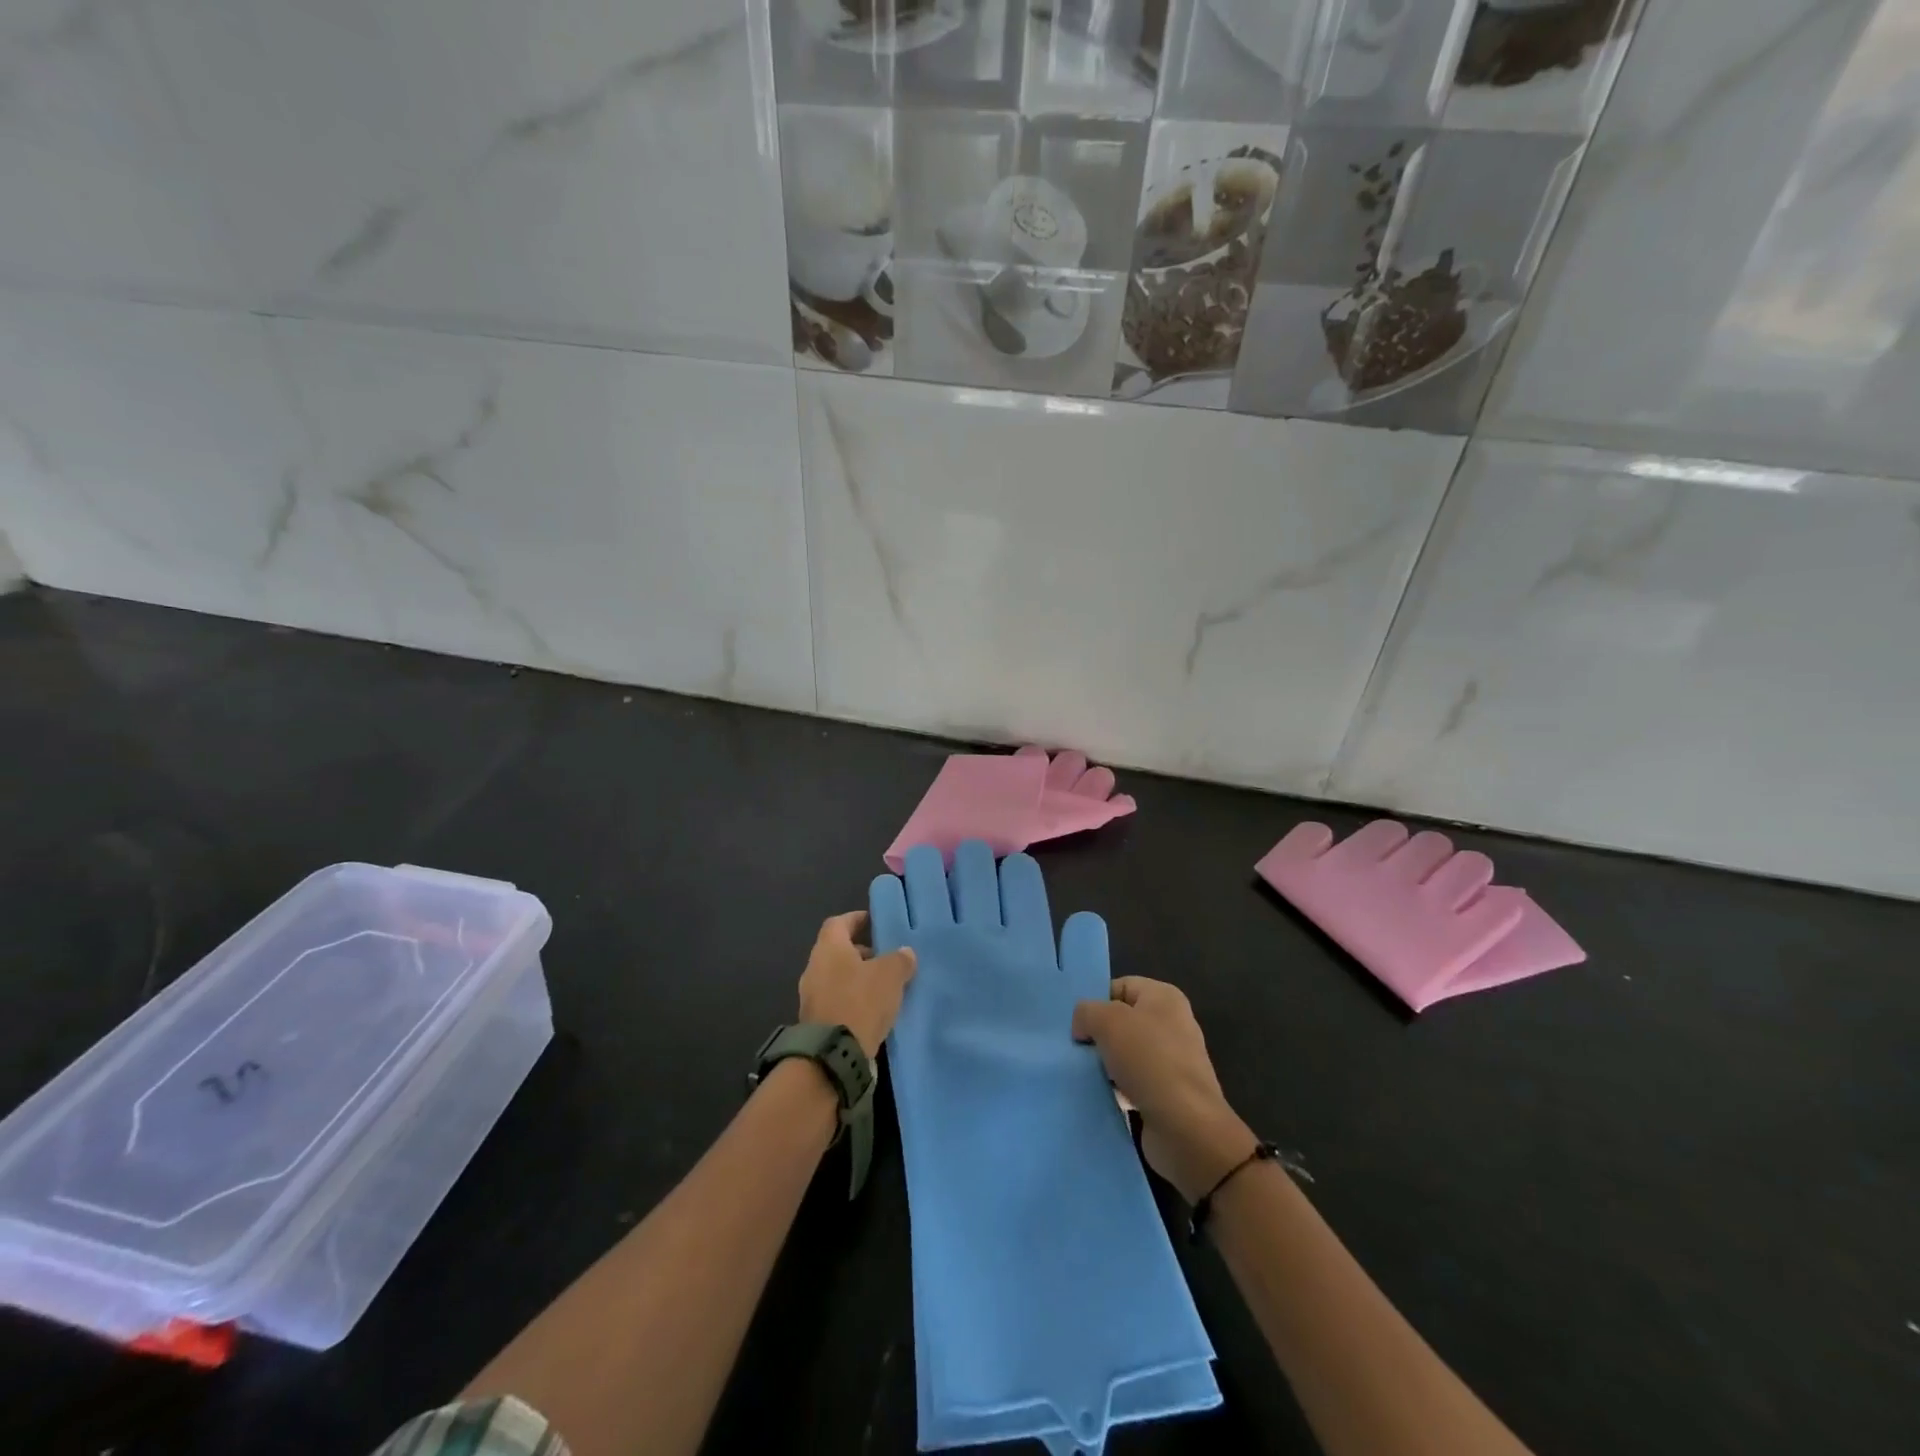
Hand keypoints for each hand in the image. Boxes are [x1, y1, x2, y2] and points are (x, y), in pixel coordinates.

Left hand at [798, 911, 916, 1058]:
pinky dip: (853, 1001)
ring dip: (858, 979)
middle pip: (838, 951)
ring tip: (884, 987)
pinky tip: (873, 1011)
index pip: (839, 923)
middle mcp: (814, 967)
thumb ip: (899, 960)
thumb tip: (905, 953)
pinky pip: (837, 1001)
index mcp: (829, 948)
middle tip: (885, 959)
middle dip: (861, 953)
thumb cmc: (860, 1002)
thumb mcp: (890, 976)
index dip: (856, 919)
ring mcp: (811, 996)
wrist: (833, 1056)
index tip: (873, 921)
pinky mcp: (816, 1022)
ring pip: (837, 978)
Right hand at [1072, 977, 1257, 1202]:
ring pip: (1126, 1053)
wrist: (1185, 1126)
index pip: (1120, 986)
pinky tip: (1103, 1096)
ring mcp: (1173, 1060)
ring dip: (1106, 1064)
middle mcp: (1173, 1024)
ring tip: (1086, 1074)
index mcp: (1164, 997)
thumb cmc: (1148, 1060)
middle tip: (1077, 1049)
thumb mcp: (1107, 1021)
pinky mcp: (1169, 1093)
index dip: (1096, 1002)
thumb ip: (1086, 1012)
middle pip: (1122, 1021)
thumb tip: (1083, 1027)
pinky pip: (1134, 1082)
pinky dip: (1118, 1088)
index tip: (1077, 1025)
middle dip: (1098, 1034)